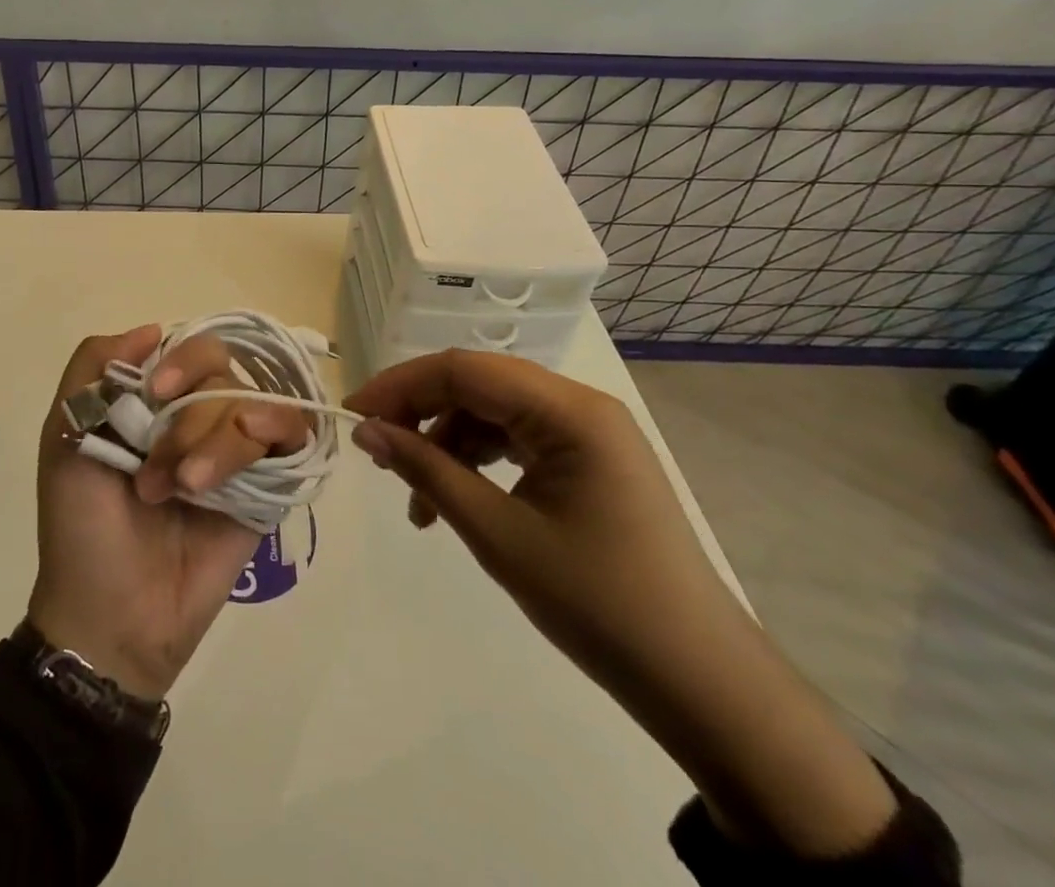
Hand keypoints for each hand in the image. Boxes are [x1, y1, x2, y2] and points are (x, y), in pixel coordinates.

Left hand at [27, 325, 308, 700]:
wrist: (113, 614)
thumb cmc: (81, 525)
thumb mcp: (63, 433)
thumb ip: (92, 367)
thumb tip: (154, 329)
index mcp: (155, 400)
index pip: (189, 348)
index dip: (180, 361)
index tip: (156, 391)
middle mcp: (198, 416)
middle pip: (225, 372)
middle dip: (191, 416)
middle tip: (159, 470)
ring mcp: (235, 451)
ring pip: (254, 405)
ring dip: (218, 443)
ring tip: (185, 491)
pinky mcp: (266, 486)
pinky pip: (292, 434)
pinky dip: (273, 434)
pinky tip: (241, 467)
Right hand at [349, 351, 897, 858]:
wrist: (701, 684)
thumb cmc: (599, 605)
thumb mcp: (498, 534)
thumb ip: (427, 470)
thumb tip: (367, 432)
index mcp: (569, 411)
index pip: (464, 370)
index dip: (400, 385)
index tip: (353, 416)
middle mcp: (580, 406)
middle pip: (478, 385)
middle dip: (420, 412)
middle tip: (375, 452)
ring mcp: (588, 433)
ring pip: (493, 413)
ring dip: (445, 444)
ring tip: (412, 499)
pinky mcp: (588, 461)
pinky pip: (517, 440)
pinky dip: (476, 462)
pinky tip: (451, 501)